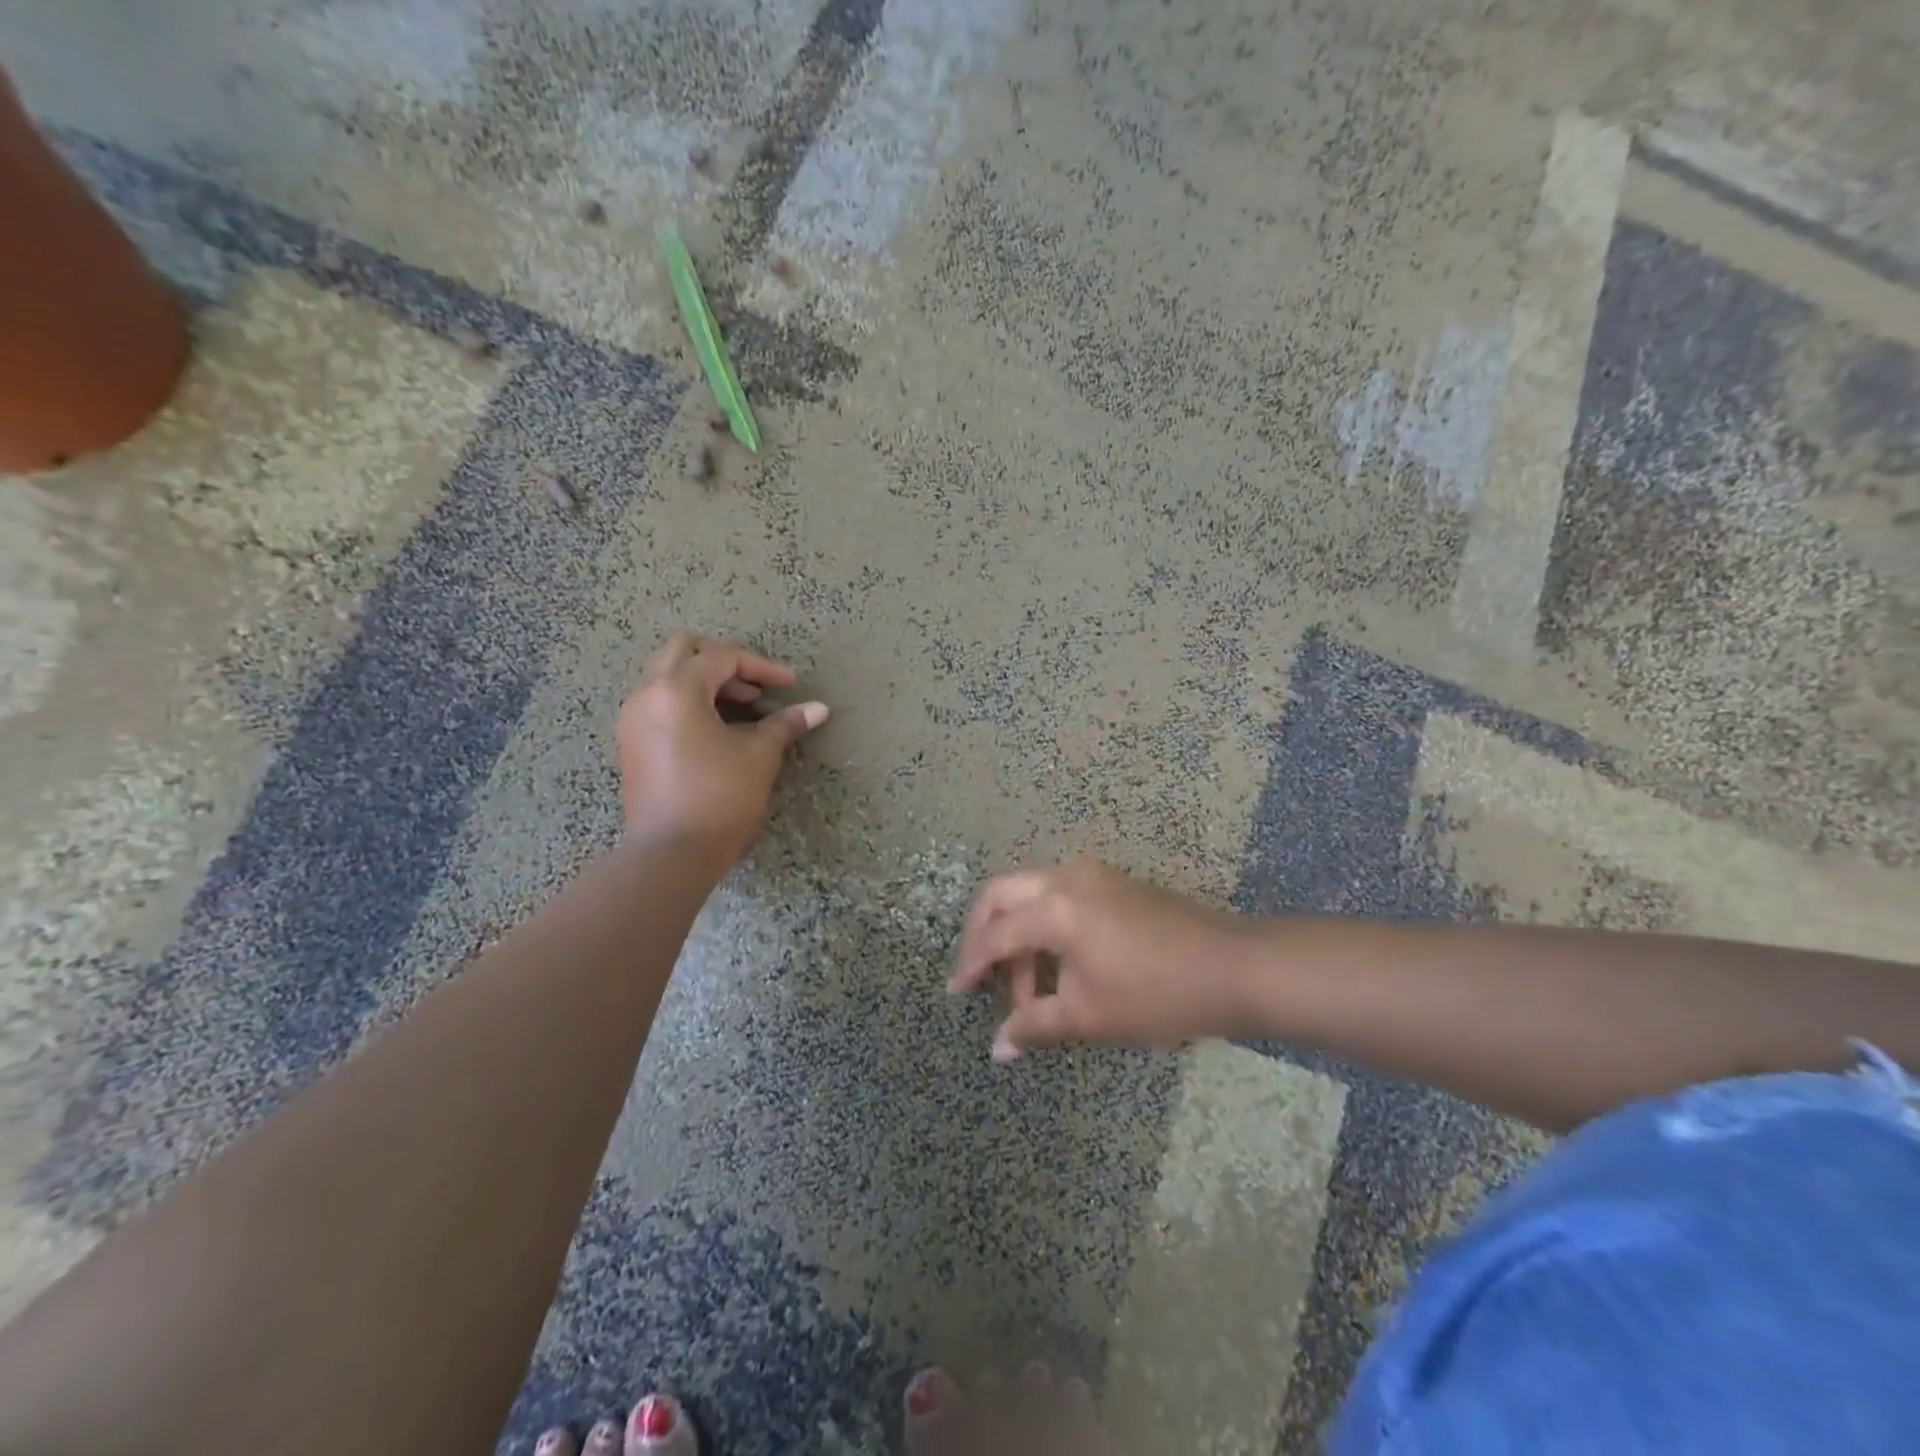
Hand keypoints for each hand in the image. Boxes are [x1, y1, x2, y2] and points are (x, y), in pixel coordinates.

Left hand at [617, 633, 828, 864]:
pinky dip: (690, 701)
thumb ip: (786, 724)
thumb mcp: (759, 756)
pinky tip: (719, 729)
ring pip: (668, 676)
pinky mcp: (633, 743)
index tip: (790, 686)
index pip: (721, 658)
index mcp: (675, 689)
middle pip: (683, 651)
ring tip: (744, 709)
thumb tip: (819, 709)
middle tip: (756, 687)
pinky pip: (660, 702)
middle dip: (725, 662)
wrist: (670, 855)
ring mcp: (633, 719)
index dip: (761, 667)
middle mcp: (646, 695)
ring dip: (706, 681)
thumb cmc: (719, 797)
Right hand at [950, 860, 1248, 1060]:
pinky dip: (1044, 926)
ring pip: (1031, 895)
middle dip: (983, 934)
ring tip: (1031, 993)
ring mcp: (1092, 875)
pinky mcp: (1112, 883)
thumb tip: (997, 1049)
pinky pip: (1058, 897)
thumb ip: (1035, 1026)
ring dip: (1018, 936)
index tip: (956, 992)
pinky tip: (1058, 968)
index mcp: (1055, 908)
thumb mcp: (1089, 1016)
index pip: (995, 933)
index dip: (971, 964)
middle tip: (980, 977)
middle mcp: (1066, 878)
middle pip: (1002, 894)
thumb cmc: (1157, 994)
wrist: (1233, 968)